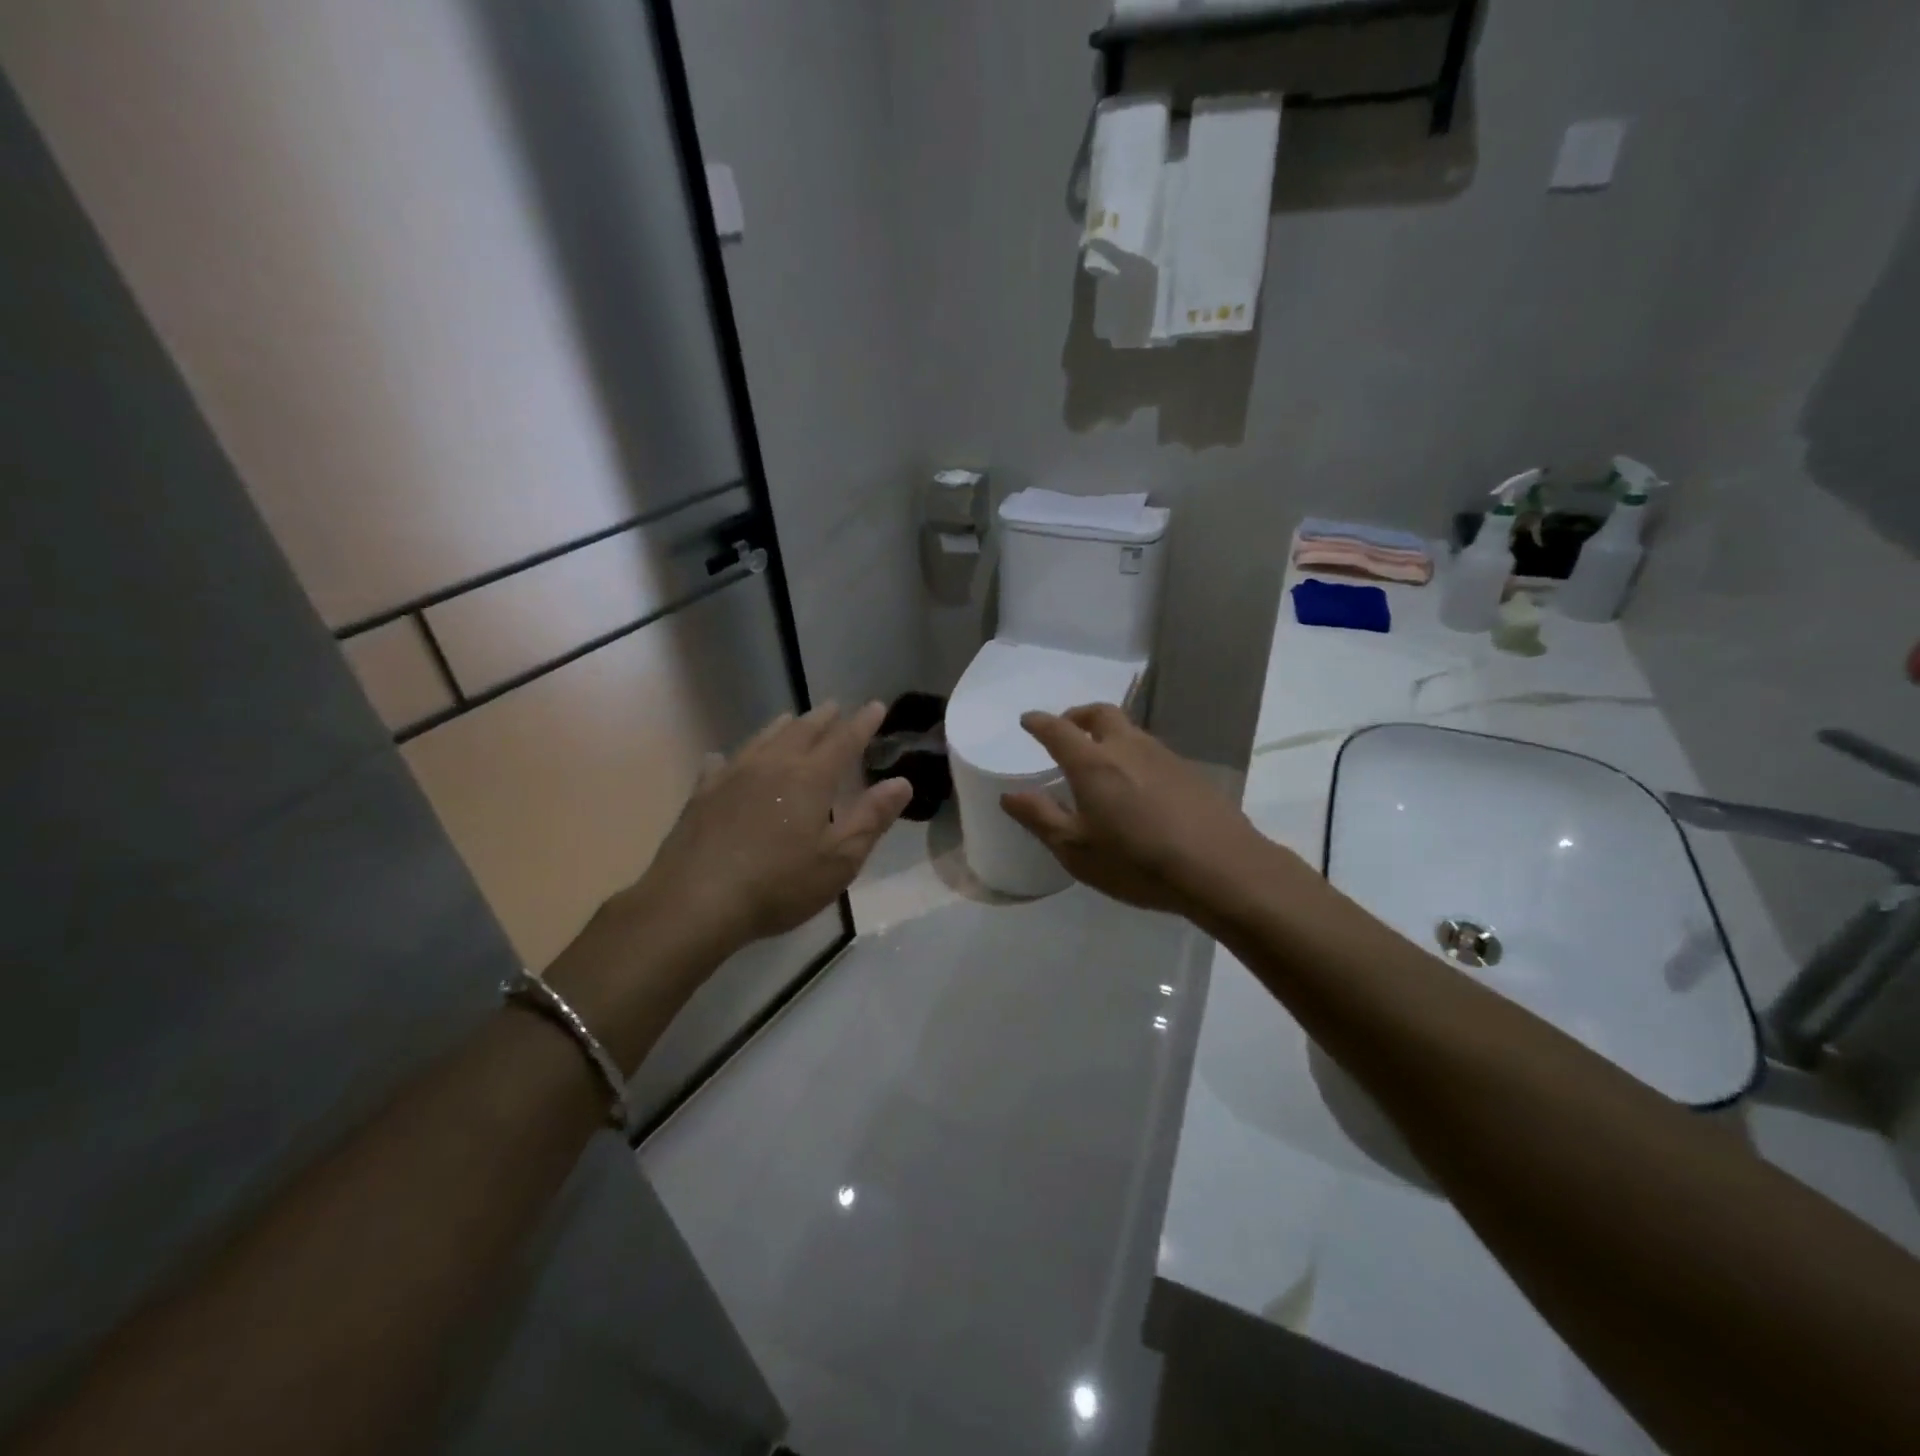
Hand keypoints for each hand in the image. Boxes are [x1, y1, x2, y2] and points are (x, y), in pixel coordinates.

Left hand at [634, 701, 911, 951]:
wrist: (695, 901)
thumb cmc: (778, 884)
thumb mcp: (839, 859)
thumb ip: (871, 818)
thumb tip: (902, 782)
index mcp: (811, 778)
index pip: (844, 740)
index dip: (863, 723)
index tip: (876, 706)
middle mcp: (773, 764)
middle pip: (802, 730)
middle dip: (824, 718)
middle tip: (835, 707)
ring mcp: (733, 775)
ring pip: (763, 738)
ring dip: (783, 726)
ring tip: (792, 719)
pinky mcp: (702, 794)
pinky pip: (720, 763)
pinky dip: (732, 756)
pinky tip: (724, 759)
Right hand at [1000, 704, 1270, 917]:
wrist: (1221, 868)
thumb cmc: (1137, 861)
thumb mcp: (1076, 850)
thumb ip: (1040, 818)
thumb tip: (1009, 795)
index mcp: (1093, 763)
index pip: (1058, 730)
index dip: (1039, 722)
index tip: (1027, 720)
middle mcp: (1127, 747)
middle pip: (1100, 714)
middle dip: (1077, 715)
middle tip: (1066, 729)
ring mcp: (1163, 755)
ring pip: (1129, 729)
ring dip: (1108, 733)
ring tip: (1099, 757)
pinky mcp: (1189, 771)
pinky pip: (1151, 750)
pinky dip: (1133, 753)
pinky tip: (1136, 783)